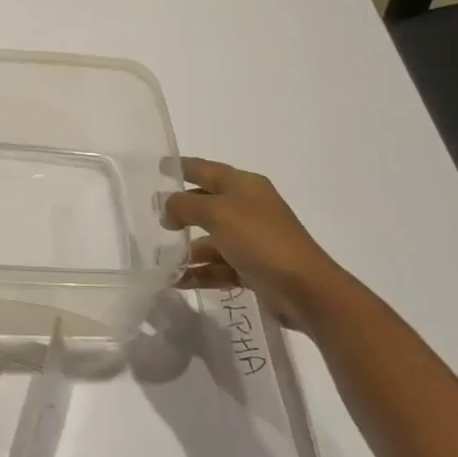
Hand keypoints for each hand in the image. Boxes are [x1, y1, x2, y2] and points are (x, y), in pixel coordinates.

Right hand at [164, 158, 345, 333]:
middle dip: (180, 210)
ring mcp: (252, 239)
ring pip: (211, 238)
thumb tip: (167, 208)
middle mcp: (248, 208)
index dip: (182, 167)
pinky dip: (199, 272)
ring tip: (160, 258)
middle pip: (206, 203)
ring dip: (187, 248)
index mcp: (244, 185)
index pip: (206, 169)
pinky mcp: (253, 267)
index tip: (158, 167)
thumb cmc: (260, 240)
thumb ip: (184, 205)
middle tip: (152, 217)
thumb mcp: (217, 213)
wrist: (305, 289)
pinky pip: (218, 266)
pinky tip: (176, 280)